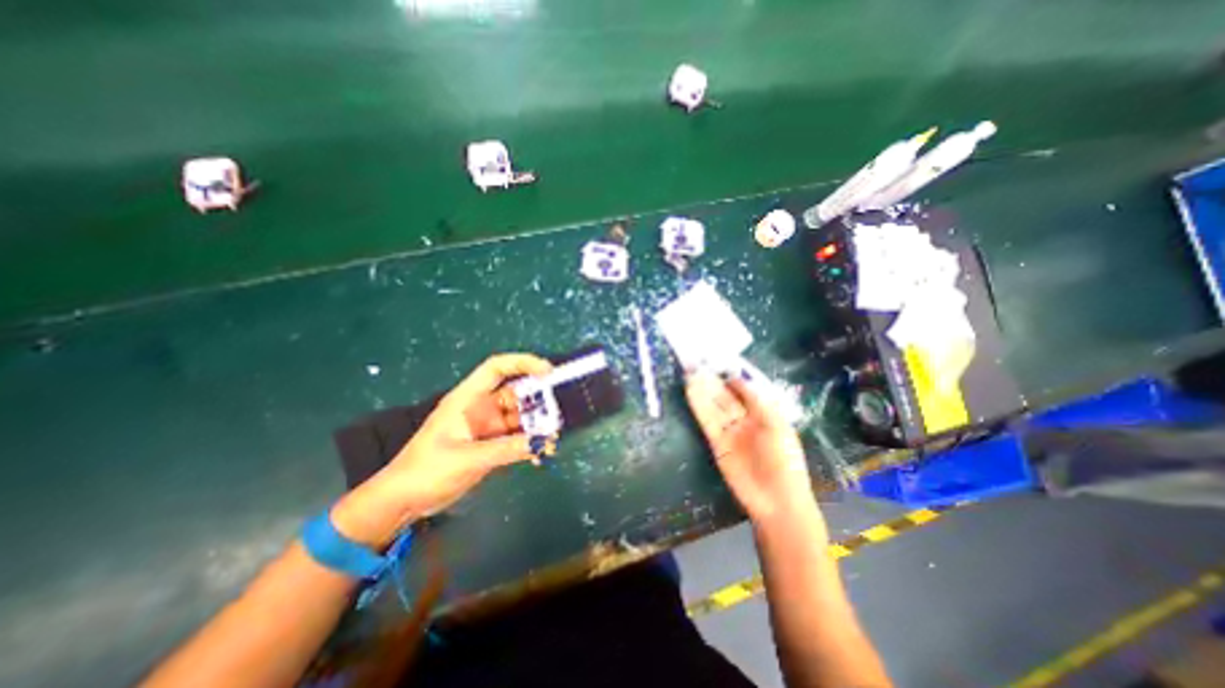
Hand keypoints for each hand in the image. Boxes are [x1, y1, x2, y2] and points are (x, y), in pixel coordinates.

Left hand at [331, 356, 550, 547]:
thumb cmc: (426, 471)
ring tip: (551, 440)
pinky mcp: (489, 445)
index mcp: (467, 400)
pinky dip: (528, 443)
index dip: (523, 363)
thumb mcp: (467, 458)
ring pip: (518, 418)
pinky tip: (539, 454)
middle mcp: (480, 409)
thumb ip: (506, 449)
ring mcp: (486, 427)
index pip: (497, 368)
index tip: (548, 372)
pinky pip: (516, 438)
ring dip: (536, 426)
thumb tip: (541, 442)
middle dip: (537, 402)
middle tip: (556, 417)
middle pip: (515, 395)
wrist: (403, 501)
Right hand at [685, 372, 817, 526]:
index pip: (743, 389)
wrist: (777, 499)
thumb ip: (757, 400)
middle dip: (712, 380)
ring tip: (689, 372)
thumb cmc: (785, 459)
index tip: (717, 360)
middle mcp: (744, 419)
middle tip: (697, 362)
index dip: (730, 375)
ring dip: (702, 390)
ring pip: (714, 406)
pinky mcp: (717, 443)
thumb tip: (738, 378)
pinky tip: (691, 391)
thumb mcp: (776, 424)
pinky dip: (698, 406)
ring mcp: (730, 431)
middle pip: (725, 396)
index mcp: (763, 413)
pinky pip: (706, 421)